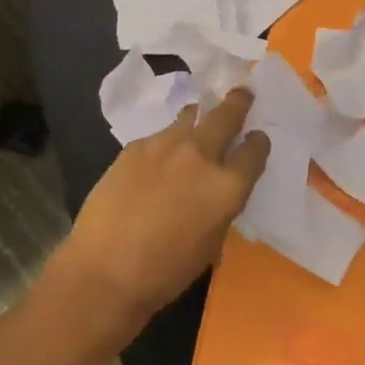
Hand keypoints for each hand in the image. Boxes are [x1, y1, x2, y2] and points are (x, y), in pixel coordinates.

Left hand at [50, 88, 269, 326]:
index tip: (257, 138)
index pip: (254, 152)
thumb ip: (220, 206)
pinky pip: (159, 136)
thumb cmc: (166, 271)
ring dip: (199, 116)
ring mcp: (164, 145)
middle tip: (243, 93)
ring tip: (200, 115)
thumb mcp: (211, 242)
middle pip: (225, 116)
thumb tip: (217, 189)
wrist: (106, 266)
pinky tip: (159, 156)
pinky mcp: (135, 146)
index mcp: (226, 186)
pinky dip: (167, 141)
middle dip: (238, 103)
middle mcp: (200, 156)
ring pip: (189, 117)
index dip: (258, 144)